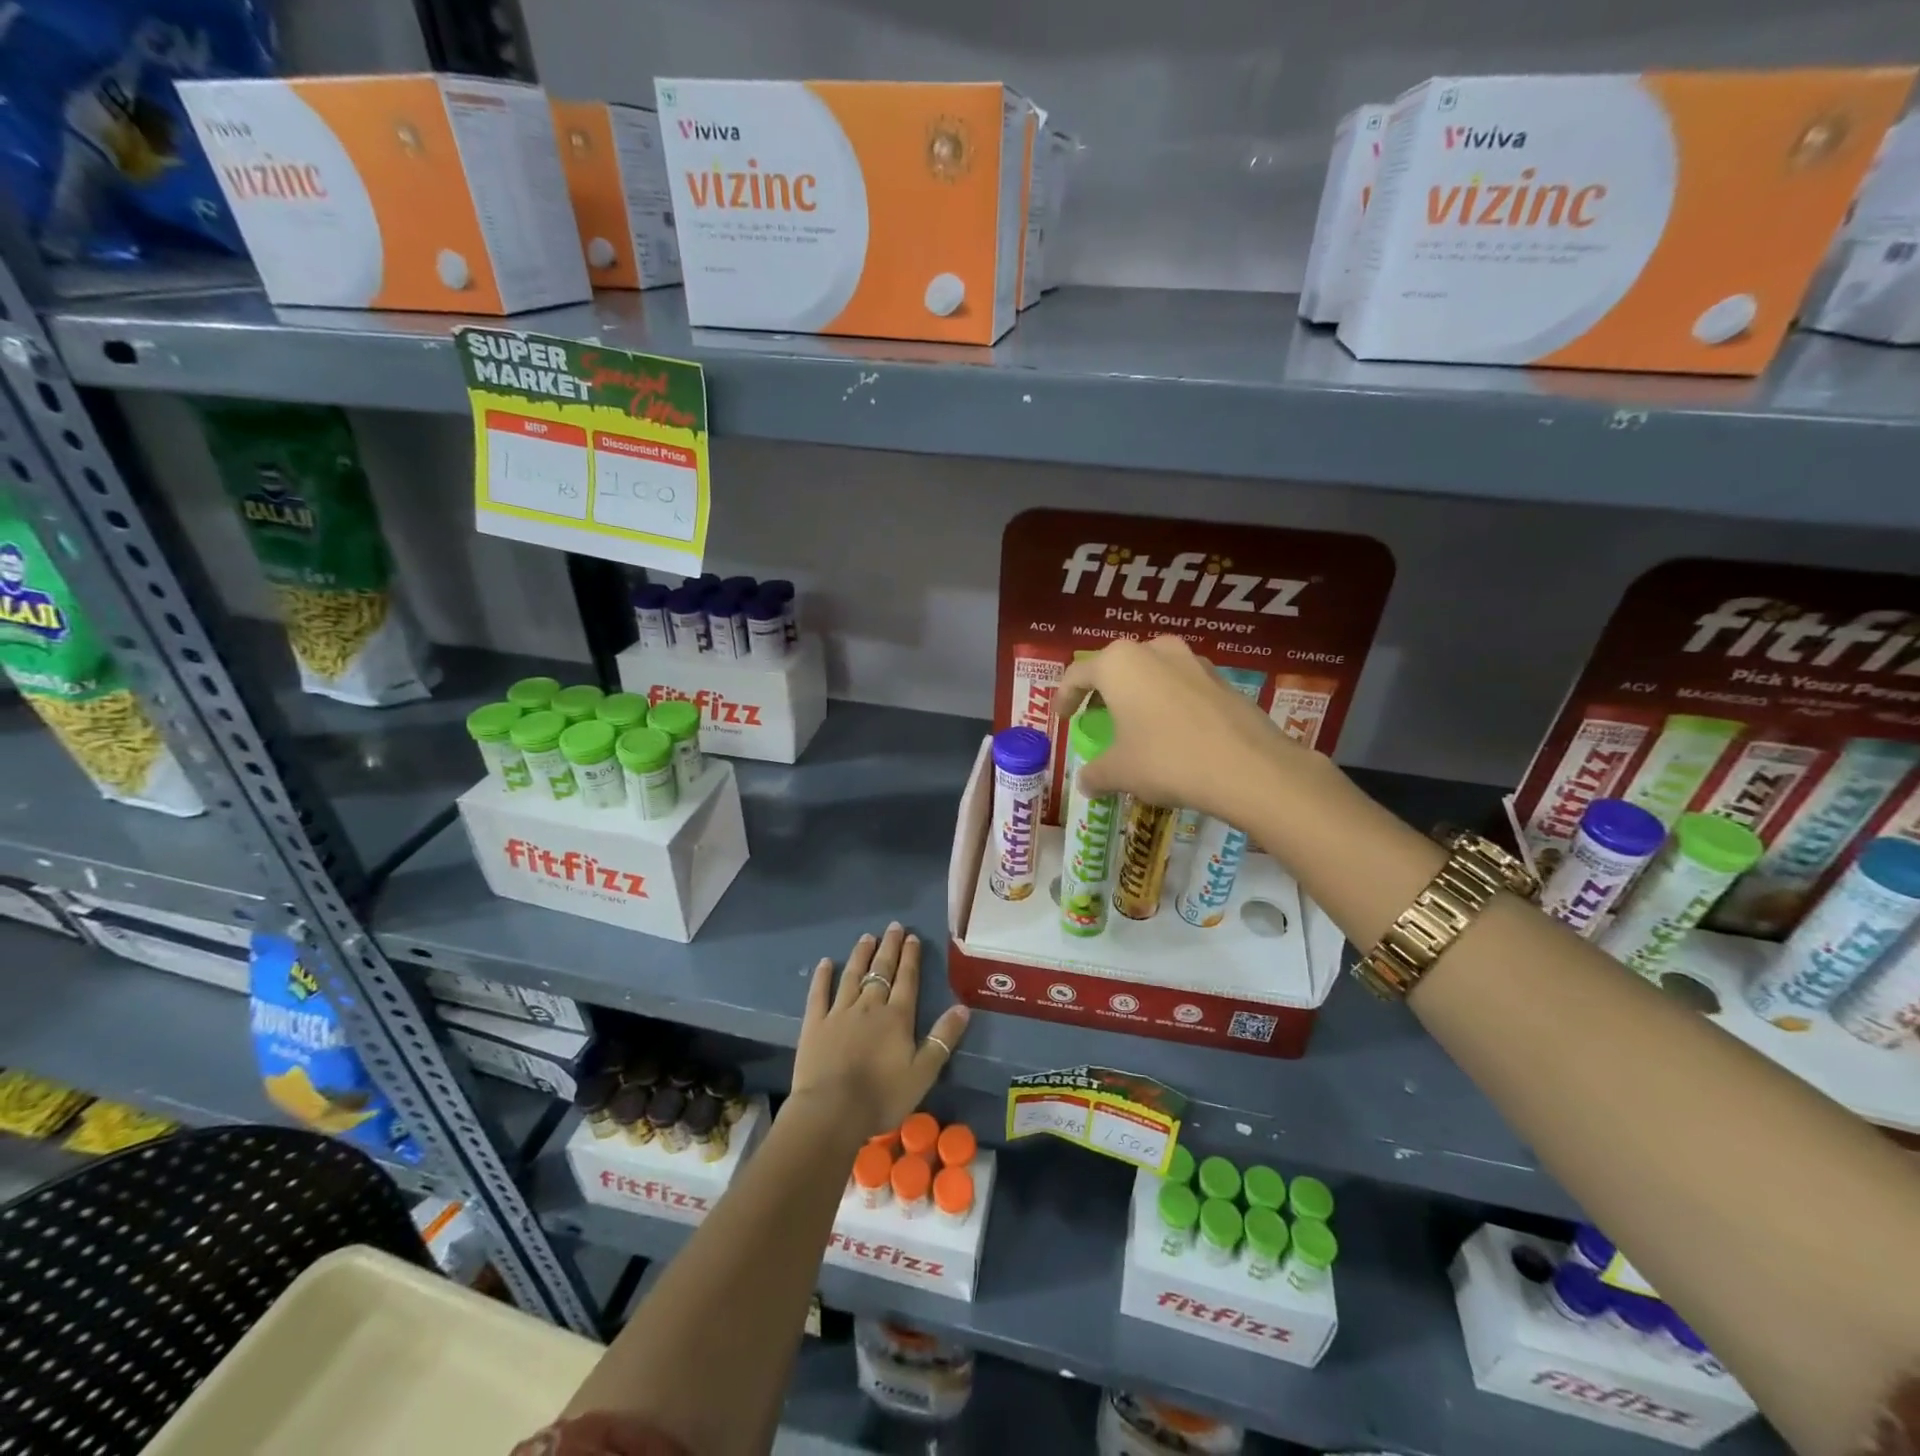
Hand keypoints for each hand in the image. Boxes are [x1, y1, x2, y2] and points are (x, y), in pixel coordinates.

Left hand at [791, 923, 970, 1138]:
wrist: (832, 1111)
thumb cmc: (882, 1096)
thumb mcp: (923, 1072)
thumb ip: (943, 1038)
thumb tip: (963, 1007)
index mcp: (897, 1017)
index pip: (907, 979)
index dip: (910, 957)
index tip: (912, 937)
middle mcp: (869, 1006)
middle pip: (881, 970)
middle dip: (889, 947)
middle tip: (893, 927)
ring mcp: (839, 1012)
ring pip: (852, 976)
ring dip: (860, 955)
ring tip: (866, 937)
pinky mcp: (815, 1024)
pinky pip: (819, 994)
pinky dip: (822, 977)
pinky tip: (825, 963)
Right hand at [1056, 636, 1306, 819]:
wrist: (1248, 767)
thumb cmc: (1167, 760)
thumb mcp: (1120, 772)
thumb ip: (1095, 773)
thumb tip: (1086, 783)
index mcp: (1119, 664)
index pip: (1077, 674)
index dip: (1064, 697)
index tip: (1062, 717)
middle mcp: (1154, 650)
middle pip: (1115, 667)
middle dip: (1103, 693)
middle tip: (1097, 718)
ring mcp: (1192, 661)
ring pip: (1151, 673)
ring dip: (1138, 695)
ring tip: (1136, 725)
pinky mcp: (1221, 679)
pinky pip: (1181, 686)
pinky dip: (1168, 703)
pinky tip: (1173, 732)